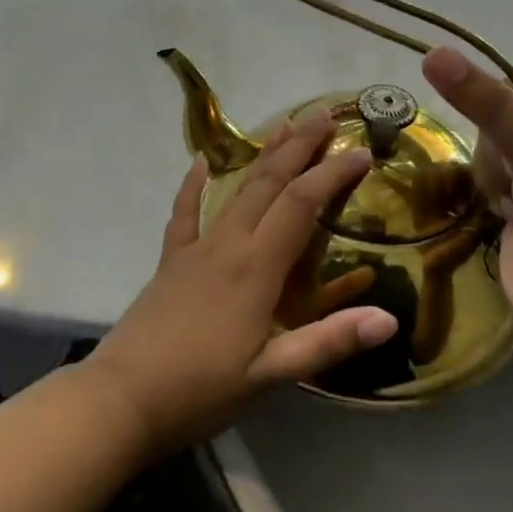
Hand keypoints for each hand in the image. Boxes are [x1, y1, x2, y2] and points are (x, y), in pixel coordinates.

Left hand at [83, 109, 397, 454]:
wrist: (123, 397)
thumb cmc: (201, 389)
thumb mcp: (271, 374)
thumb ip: (328, 342)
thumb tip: (389, 317)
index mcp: (256, 269)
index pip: (300, 206)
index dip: (331, 174)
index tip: (361, 151)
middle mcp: (227, 245)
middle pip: (268, 184)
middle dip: (298, 147)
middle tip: (324, 114)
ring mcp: (195, 248)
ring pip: (234, 190)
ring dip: (261, 156)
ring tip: (282, 126)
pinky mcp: (170, 260)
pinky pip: (184, 213)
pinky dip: (193, 185)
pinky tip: (201, 162)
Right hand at [420, 47, 512, 331]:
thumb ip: (488, 104)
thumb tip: (434, 52)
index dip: (498, 95)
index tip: (485, 119)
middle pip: (500, 115)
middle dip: (497, 146)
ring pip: (486, 147)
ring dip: (492, 173)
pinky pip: (482, 177)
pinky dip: (486, 192)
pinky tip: (502, 214)